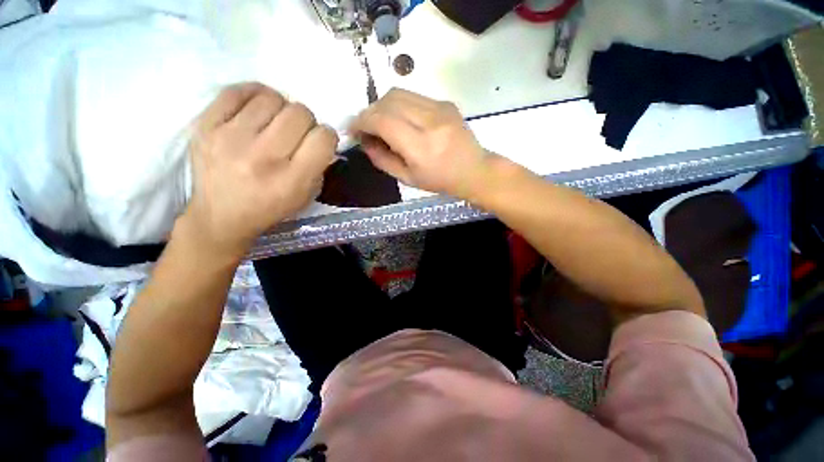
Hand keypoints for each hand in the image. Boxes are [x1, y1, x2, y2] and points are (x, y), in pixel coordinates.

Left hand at [181, 82, 336, 257]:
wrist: (220, 216)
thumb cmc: (270, 208)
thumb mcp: (306, 196)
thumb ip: (318, 166)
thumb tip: (320, 137)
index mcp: (292, 180)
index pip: (323, 138)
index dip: (327, 136)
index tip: (319, 142)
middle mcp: (263, 157)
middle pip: (300, 113)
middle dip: (306, 122)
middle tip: (296, 133)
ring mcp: (230, 138)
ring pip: (272, 98)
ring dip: (281, 109)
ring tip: (274, 123)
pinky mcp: (205, 126)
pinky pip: (237, 91)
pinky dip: (254, 95)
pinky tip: (256, 109)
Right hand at [350, 88, 490, 197]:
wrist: (473, 170)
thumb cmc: (440, 181)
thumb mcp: (407, 179)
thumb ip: (382, 159)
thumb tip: (365, 141)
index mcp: (420, 147)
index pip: (382, 120)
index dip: (361, 121)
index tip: (353, 130)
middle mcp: (430, 122)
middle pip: (388, 101)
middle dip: (369, 112)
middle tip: (366, 128)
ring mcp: (440, 108)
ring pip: (399, 94)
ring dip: (382, 106)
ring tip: (381, 123)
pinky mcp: (445, 102)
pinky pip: (413, 96)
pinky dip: (399, 105)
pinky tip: (401, 120)